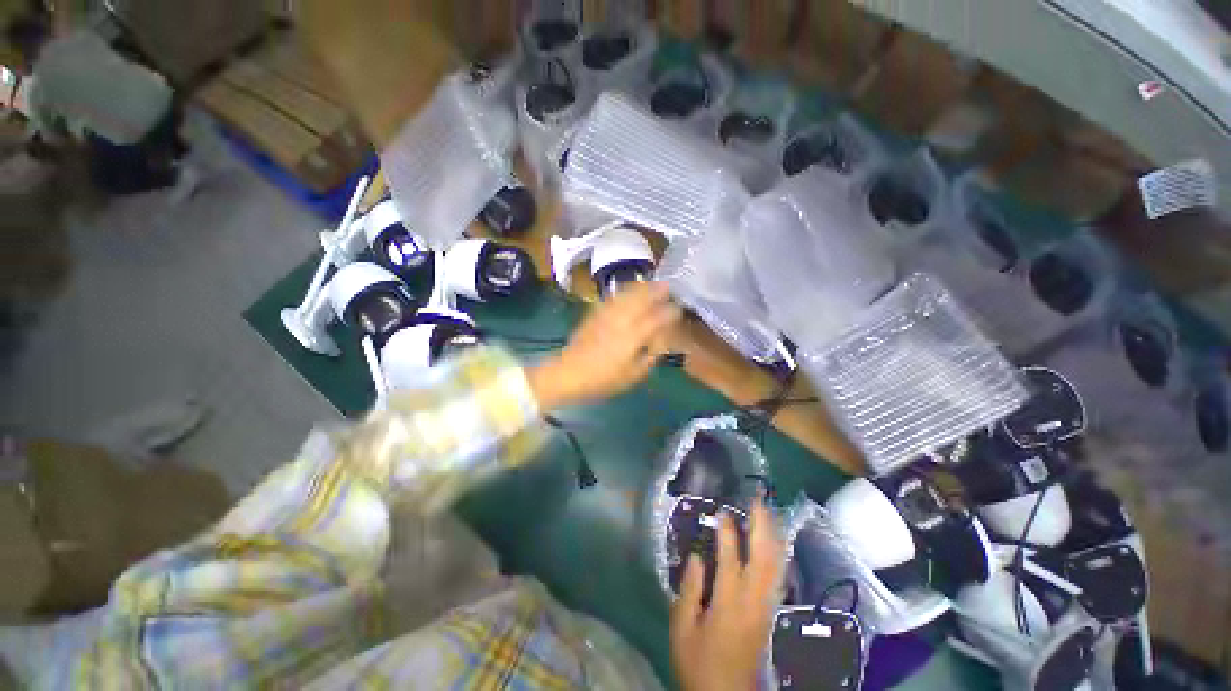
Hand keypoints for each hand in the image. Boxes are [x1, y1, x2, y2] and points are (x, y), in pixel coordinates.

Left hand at [528, 282, 679, 409]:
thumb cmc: (603, 379)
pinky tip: (629, 290)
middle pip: (643, 298)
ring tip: (653, 283)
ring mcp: (607, 314)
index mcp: (634, 336)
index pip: (657, 318)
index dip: (670, 312)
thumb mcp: (633, 375)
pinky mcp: (595, 313)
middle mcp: (622, 320)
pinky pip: (614, 296)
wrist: (569, 373)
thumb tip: (659, 345)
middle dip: (657, 290)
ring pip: (628, 293)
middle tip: (669, 286)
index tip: (678, 310)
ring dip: (642, 286)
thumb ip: (649, 358)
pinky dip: (625, 290)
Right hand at [671, 497, 784, 690]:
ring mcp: (765, 607)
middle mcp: (752, 600)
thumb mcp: (683, 628)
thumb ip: (690, 590)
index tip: (722, 511)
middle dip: (762, 526)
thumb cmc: (699, 662)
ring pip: (775, 565)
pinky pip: (777, 577)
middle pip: (763, 556)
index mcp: (728, 603)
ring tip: (768, 513)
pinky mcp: (769, 613)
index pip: (731, 558)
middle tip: (757, 500)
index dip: (728, 532)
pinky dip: (778, 555)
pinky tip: (775, 544)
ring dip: (773, 536)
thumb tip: (696, 556)